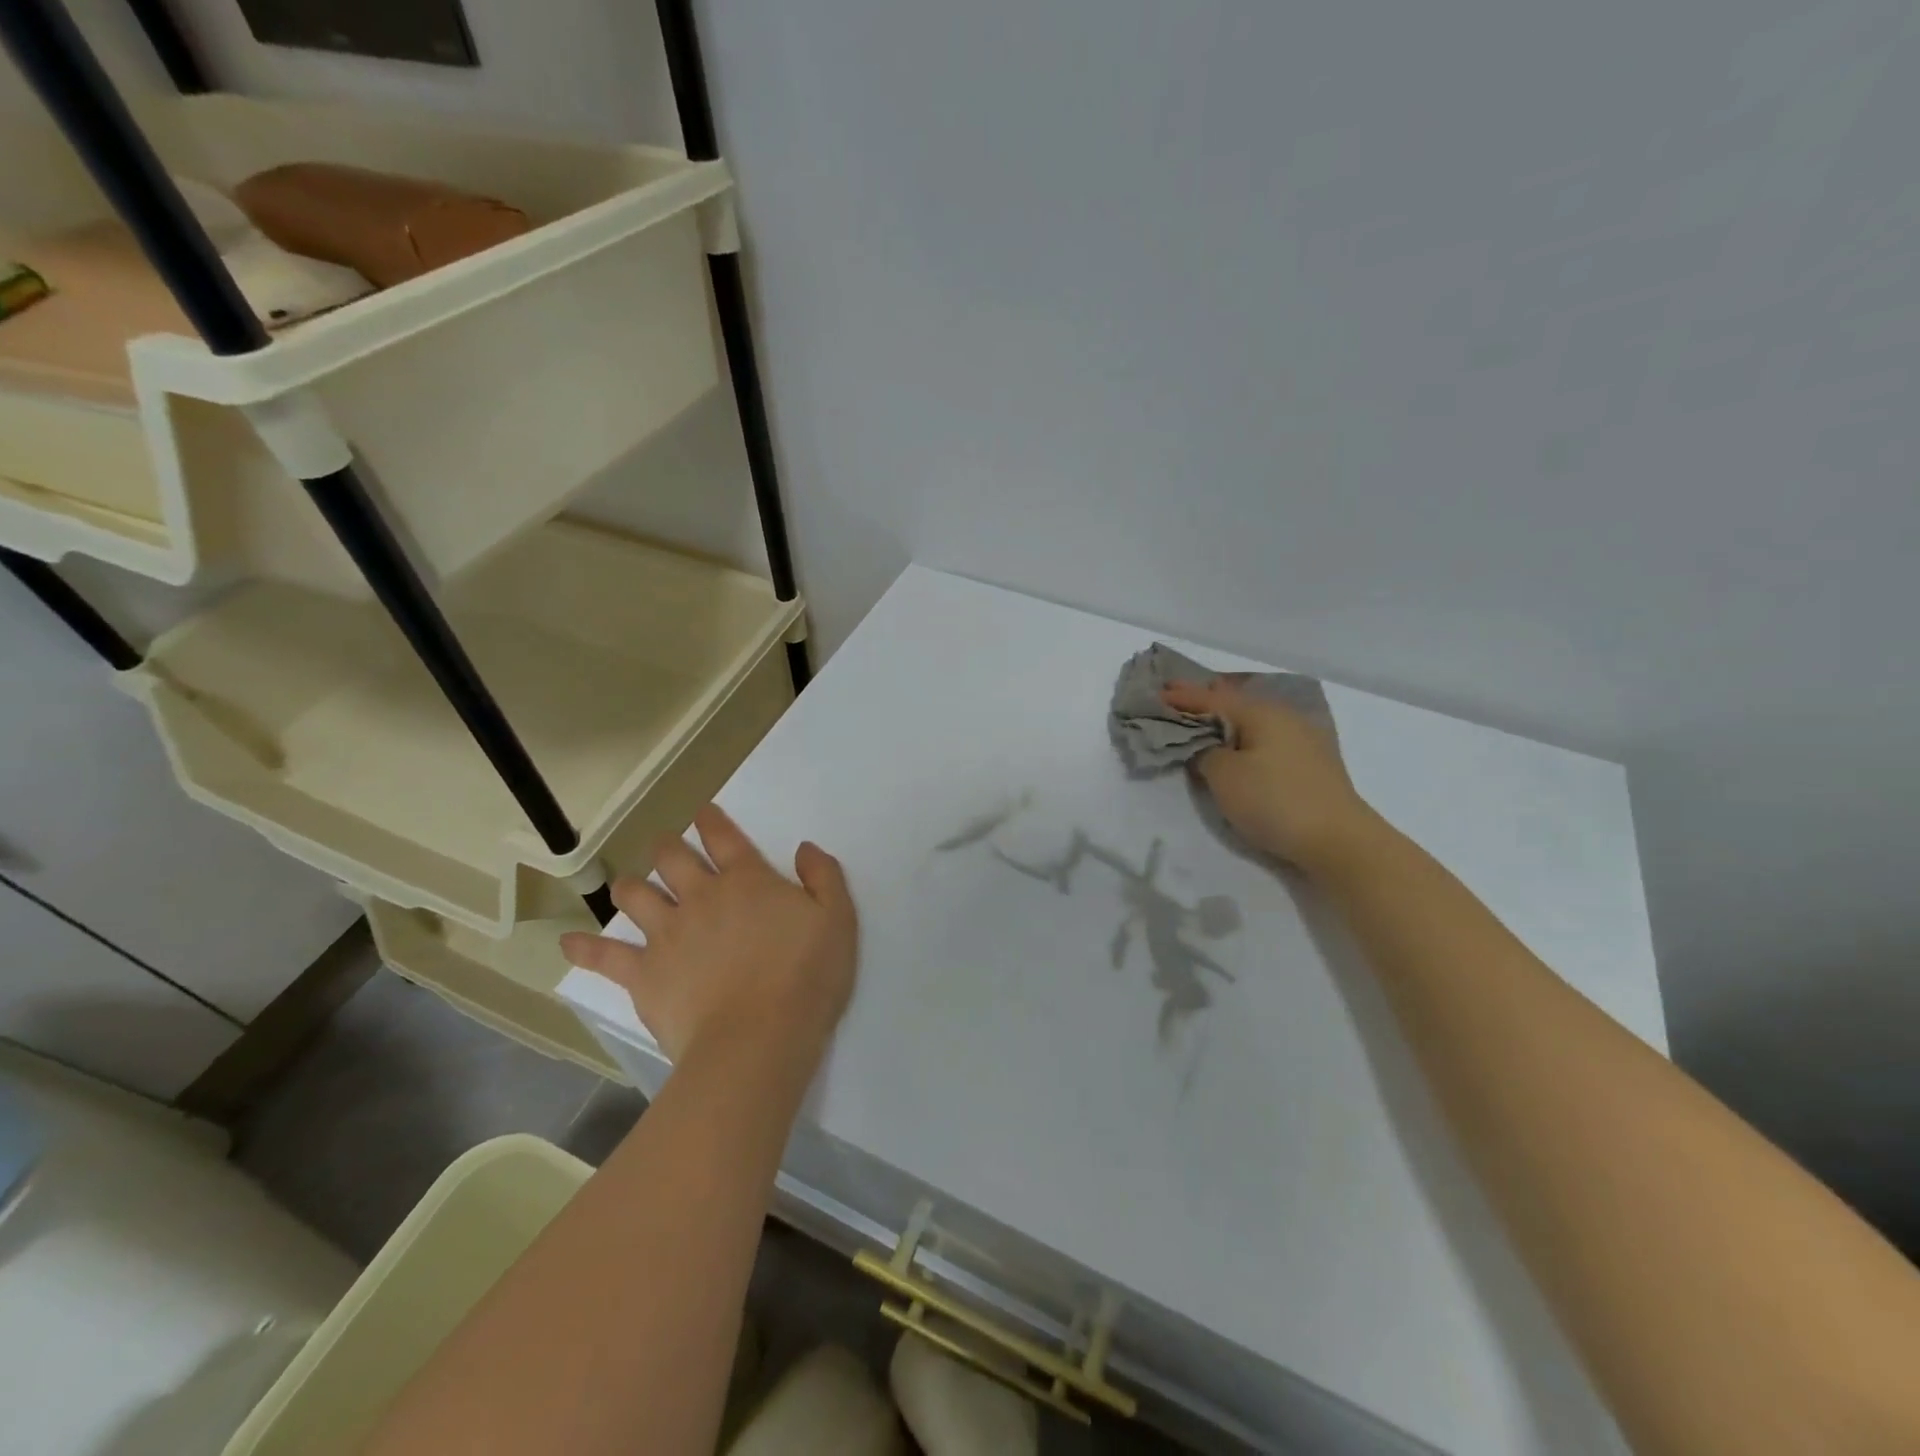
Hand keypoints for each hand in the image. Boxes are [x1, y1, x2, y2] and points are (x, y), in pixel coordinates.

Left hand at [560, 805, 857, 1067]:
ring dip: (630, 886)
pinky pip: (605, 956)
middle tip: (666, 847)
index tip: (703, 812)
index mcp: (747, 880)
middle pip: (673, 858)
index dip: (712, 820)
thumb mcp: (837, 920)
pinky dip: (585, 948)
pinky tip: (568, 943)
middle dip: (667, 847)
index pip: (724, 838)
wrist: (758, 1039)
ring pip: (636, 896)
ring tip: (628, 886)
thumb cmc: (806, 978)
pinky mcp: (644, 974)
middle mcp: (701, 896)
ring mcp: (667, 934)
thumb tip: (805, 848)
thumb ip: (824, 877)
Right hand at [1161, 678, 1375, 873]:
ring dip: (1226, 719)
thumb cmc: (1274, 801)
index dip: (1182, 696)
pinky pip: (1267, 737)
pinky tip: (1237, 744)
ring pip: (1254, 719)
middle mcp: (1284, 716)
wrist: (1338, 840)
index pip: (1212, 698)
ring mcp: (1303, 738)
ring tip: (1204, 721)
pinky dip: (1245, 736)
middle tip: (1178, 699)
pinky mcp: (1311, 762)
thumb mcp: (1224, 776)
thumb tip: (1205, 746)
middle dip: (1206, 700)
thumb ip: (1204, 752)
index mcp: (1261, 712)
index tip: (1156, 692)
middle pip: (1236, 701)